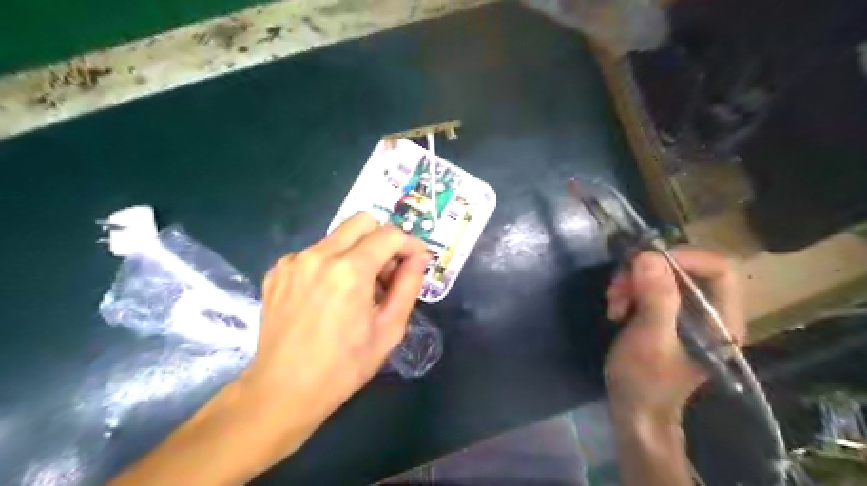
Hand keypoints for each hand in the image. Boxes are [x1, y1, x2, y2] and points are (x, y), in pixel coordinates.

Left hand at [236, 215, 427, 459]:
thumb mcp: (389, 329)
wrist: (282, 392)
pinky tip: (331, 295)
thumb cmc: (344, 367)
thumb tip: (420, 258)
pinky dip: (333, 263)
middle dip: (383, 239)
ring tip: (359, 288)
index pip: (389, 234)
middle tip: (388, 271)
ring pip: (339, 236)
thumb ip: (409, 286)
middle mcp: (319, 255)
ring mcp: (294, 260)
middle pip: (362, 221)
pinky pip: (316, 252)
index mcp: (349, 270)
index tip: (418, 260)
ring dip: (358, 251)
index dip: (410, 244)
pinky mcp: (278, 270)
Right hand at [604, 248, 744, 420]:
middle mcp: (709, 312)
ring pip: (662, 276)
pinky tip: (616, 309)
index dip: (683, 257)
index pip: (717, 269)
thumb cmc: (646, 380)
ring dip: (632, 282)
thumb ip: (657, 299)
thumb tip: (649, 256)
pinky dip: (629, 291)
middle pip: (685, 269)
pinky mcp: (665, 315)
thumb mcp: (650, 339)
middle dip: (647, 272)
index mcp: (721, 320)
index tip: (643, 262)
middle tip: (618, 286)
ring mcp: (686, 313)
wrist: (633, 409)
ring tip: (613, 301)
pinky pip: (649, 288)